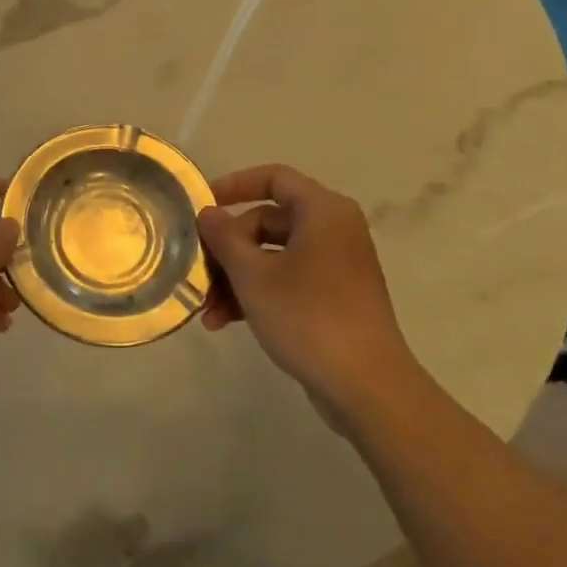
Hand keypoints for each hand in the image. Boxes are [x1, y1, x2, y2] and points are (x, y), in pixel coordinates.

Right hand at [196, 165, 415, 423]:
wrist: (367, 388)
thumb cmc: (308, 316)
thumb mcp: (253, 275)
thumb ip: (224, 237)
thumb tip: (207, 212)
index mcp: (323, 211)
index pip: (274, 178)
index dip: (235, 185)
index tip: (203, 205)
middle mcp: (333, 230)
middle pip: (267, 221)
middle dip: (228, 248)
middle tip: (199, 271)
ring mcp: (336, 266)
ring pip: (274, 256)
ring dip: (237, 278)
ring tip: (208, 311)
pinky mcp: (335, 299)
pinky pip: (288, 281)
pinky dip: (258, 294)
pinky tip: (225, 322)